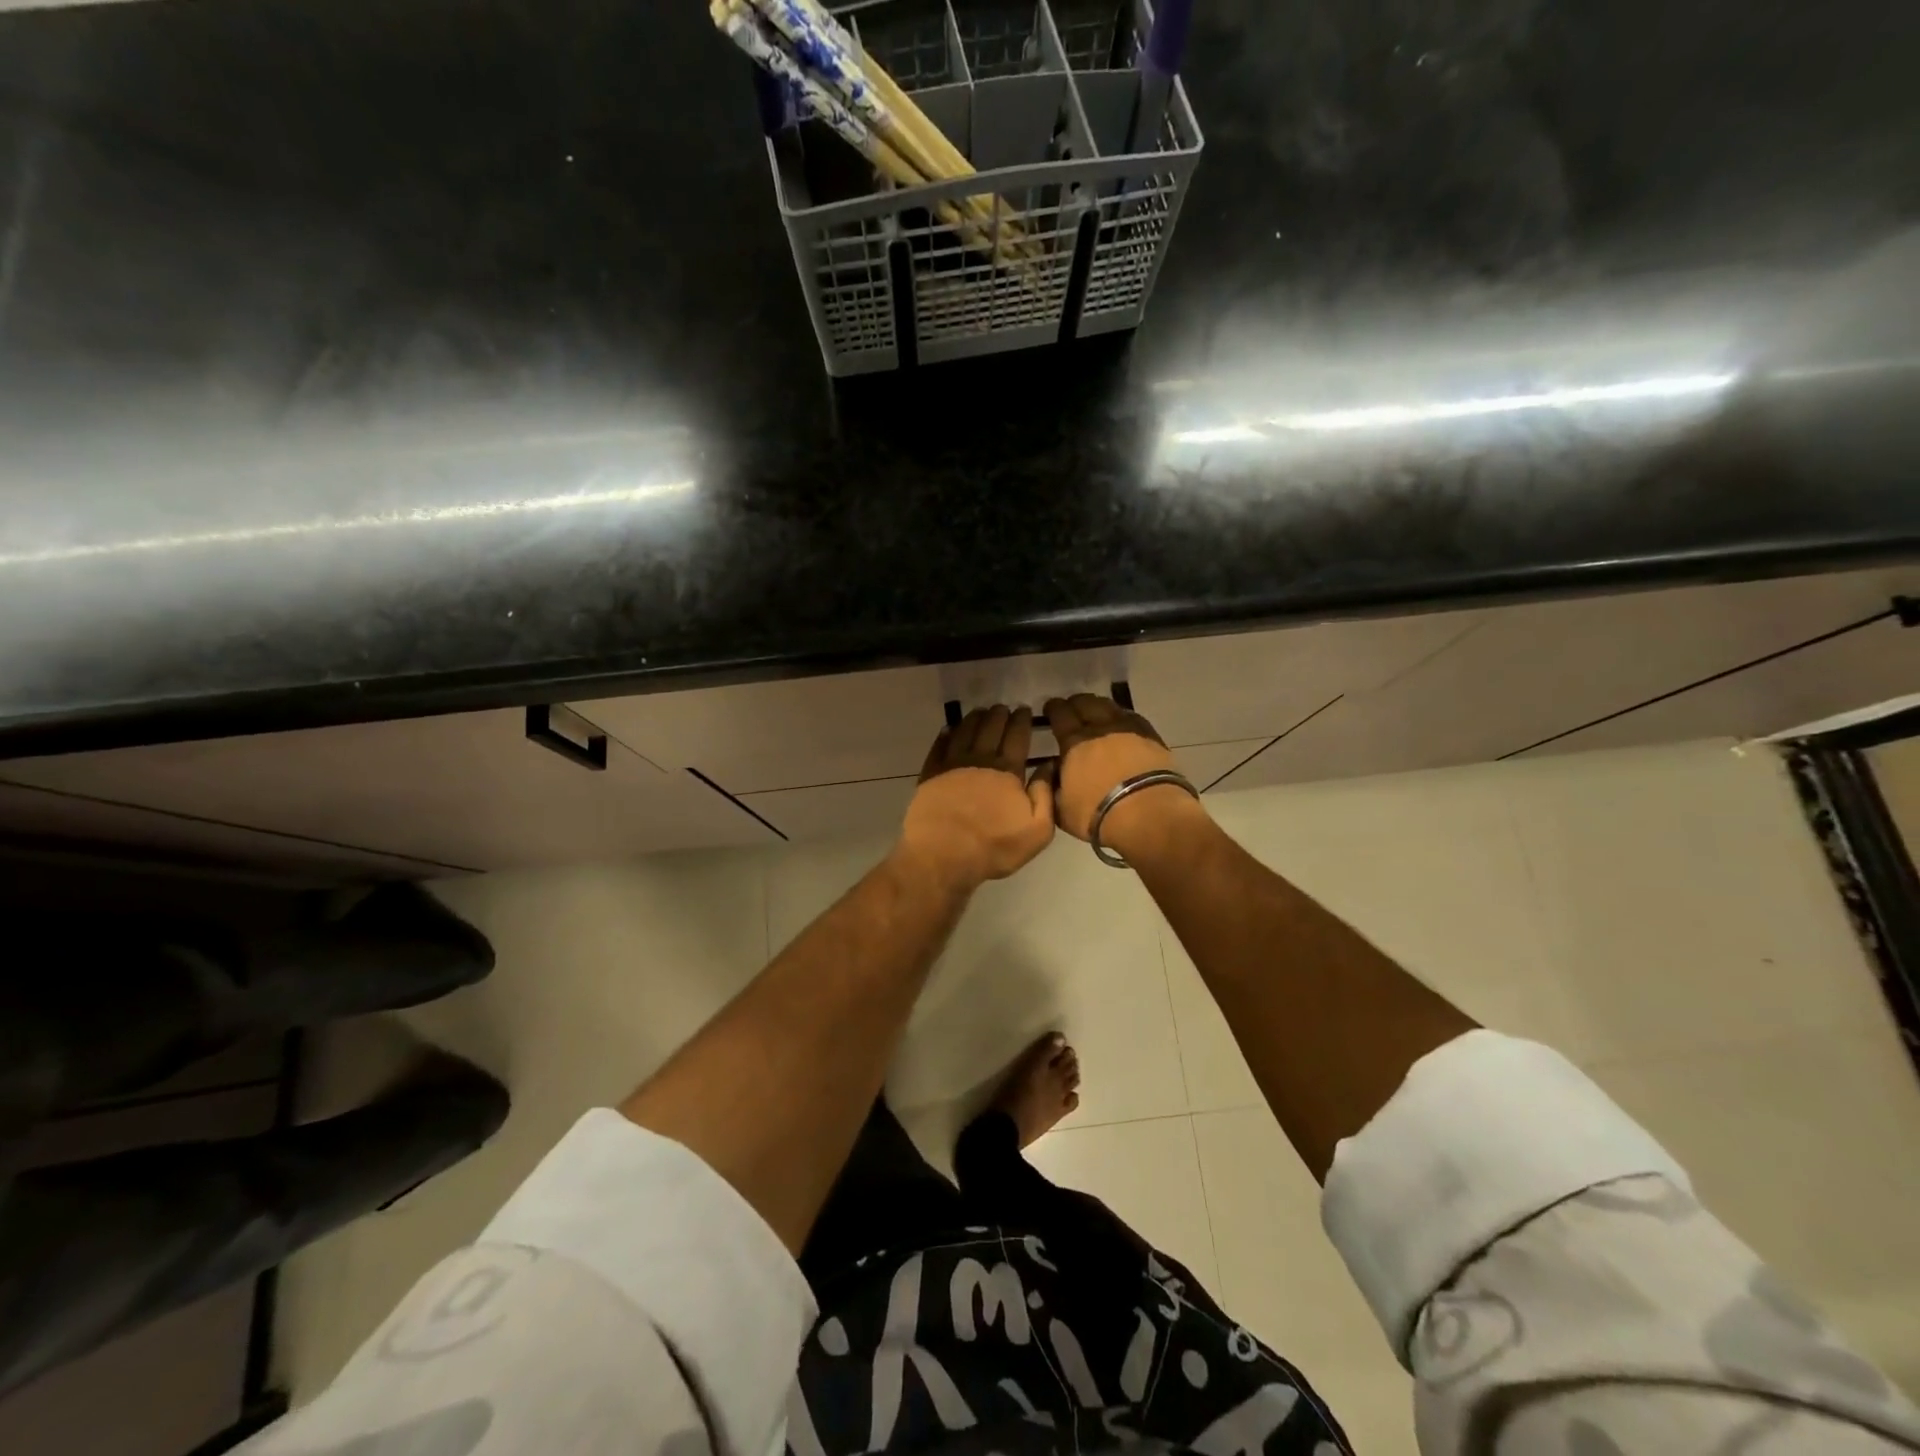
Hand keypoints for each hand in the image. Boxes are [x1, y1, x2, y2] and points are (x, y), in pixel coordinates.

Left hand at [899, 706, 1055, 888]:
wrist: (943, 855)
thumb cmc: (994, 847)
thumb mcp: (1036, 831)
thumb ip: (1045, 796)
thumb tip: (1049, 765)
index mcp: (1007, 771)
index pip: (1017, 737)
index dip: (1021, 721)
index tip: (1024, 709)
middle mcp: (980, 760)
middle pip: (991, 729)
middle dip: (999, 715)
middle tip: (1003, 707)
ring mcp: (952, 765)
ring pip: (965, 732)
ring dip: (974, 719)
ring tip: (980, 711)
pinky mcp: (930, 775)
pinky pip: (939, 747)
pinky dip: (945, 734)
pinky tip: (948, 729)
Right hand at [1044, 693, 1208, 860]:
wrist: (1148, 814)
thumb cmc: (1098, 814)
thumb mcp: (1061, 809)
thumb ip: (1051, 786)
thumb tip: (1052, 769)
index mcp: (1074, 742)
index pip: (1060, 714)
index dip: (1053, 708)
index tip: (1050, 708)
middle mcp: (1100, 728)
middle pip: (1085, 703)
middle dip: (1075, 703)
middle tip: (1071, 708)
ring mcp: (1128, 729)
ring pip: (1109, 706)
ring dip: (1098, 705)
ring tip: (1095, 711)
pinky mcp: (1151, 736)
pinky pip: (1132, 716)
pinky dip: (1122, 715)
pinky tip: (1121, 721)